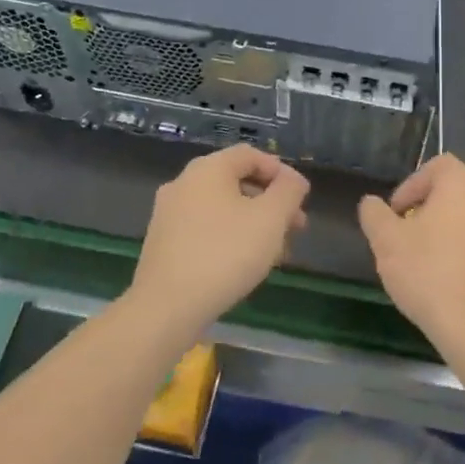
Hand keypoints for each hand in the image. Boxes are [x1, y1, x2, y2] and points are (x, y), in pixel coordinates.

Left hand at [127, 145, 310, 343]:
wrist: (166, 308)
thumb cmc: (225, 254)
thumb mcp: (270, 219)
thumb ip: (288, 192)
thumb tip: (293, 179)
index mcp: (207, 169)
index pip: (250, 155)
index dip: (281, 172)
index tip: (301, 198)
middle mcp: (183, 183)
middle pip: (236, 181)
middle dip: (270, 202)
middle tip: (296, 227)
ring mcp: (169, 213)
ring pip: (222, 208)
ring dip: (253, 223)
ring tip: (276, 252)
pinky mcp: (163, 243)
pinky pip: (205, 229)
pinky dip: (230, 237)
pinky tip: (244, 264)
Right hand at [358, 155, 464, 354]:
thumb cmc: (428, 272)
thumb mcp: (386, 241)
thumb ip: (374, 214)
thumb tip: (371, 204)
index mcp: (463, 186)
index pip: (438, 165)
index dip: (412, 184)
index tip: (397, 213)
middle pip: (455, 192)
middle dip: (428, 210)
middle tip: (407, 237)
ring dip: (448, 232)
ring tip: (425, 261)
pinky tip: (448, 281)